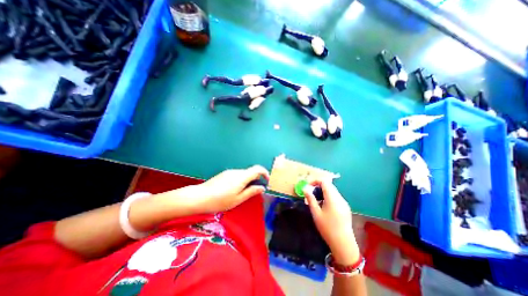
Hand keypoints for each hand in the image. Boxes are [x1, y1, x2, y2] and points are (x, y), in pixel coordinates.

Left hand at [192, 165, 268, 213]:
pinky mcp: (224, 174)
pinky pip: (237, 175)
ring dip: (248, 180)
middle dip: (256, 179)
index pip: (257, 169)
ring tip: (243, 193)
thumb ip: (251, 192)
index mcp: (242, 177)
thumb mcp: (238, 199)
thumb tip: (262, 188)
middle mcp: (237, 171)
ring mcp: (229, 172)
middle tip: (255, 191)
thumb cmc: (220, 201)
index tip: (267, 181)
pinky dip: (240, 180)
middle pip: (250, 171)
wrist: (199, 197)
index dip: (265, 173)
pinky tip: (233, 190)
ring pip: (243, 174)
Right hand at [304, 179, 361, 264]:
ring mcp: (344, 202)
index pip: (325, 182)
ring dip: (323, 191)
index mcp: (332, 198)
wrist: (343, 243)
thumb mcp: (316, 213)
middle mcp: (340, 198)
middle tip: (310, 193)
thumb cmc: (327, 228)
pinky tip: (324, 206)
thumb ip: (310, 199)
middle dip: (318, 186)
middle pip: (329, 185)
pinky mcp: (345, 207)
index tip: (308, 186)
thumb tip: (305, 188)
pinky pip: (336, 197)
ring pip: (332, 191)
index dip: (315, 181)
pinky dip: (328, 196)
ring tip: (316, 200)